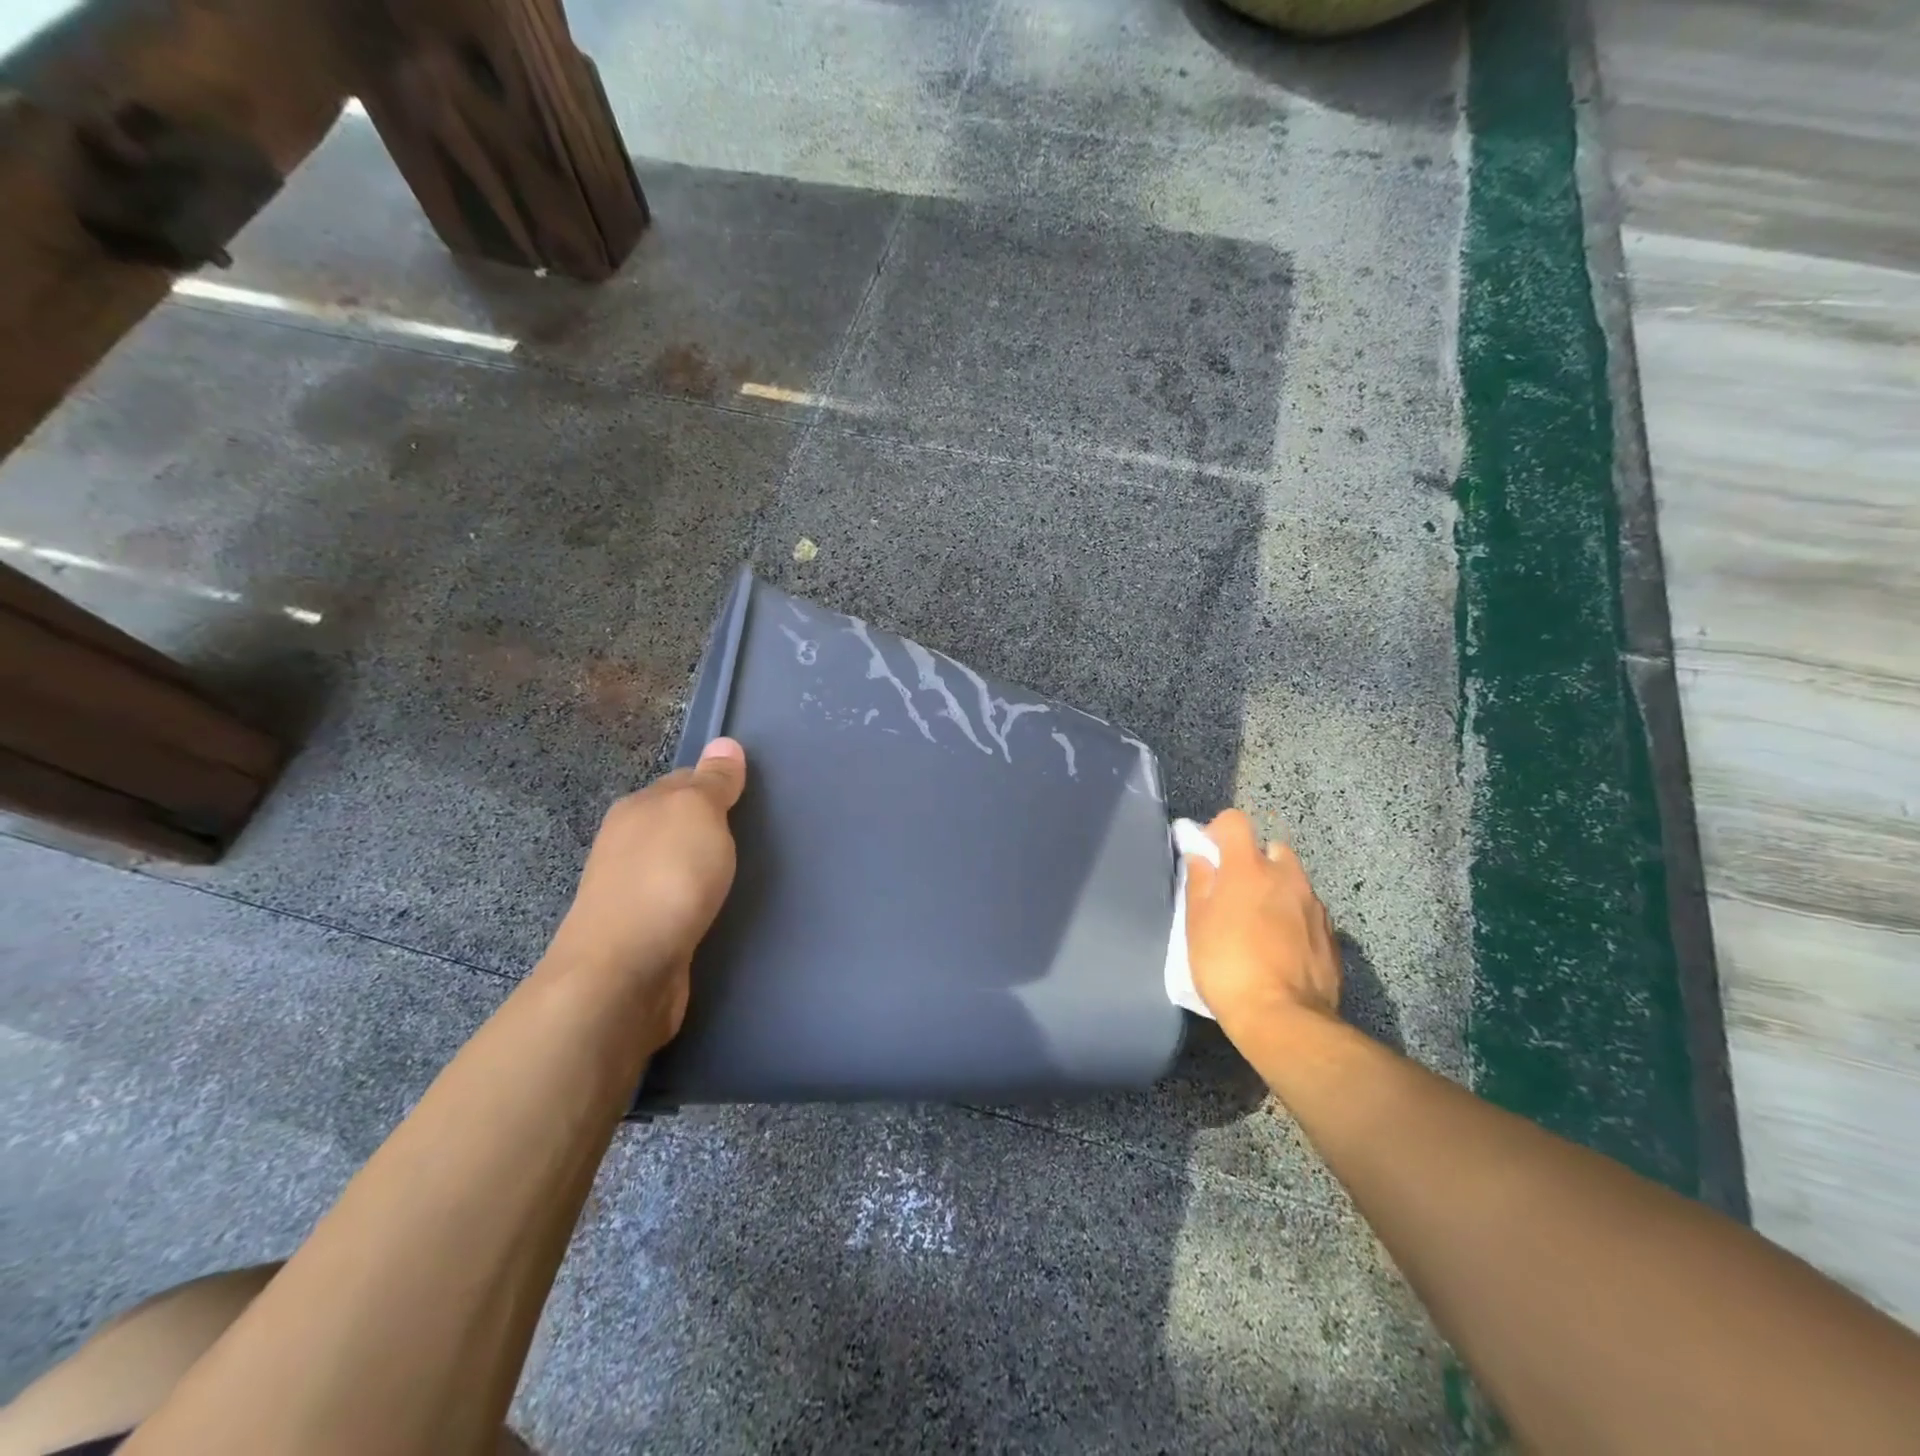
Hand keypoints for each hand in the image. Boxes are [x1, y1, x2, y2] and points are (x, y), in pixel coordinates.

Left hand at [543, 738, 746, 1048]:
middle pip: (674, 821)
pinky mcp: (637, 931)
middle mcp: (625, 843)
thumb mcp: (698, 814)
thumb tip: (725, 743)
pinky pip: (671, 899)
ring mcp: (626, 889)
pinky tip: (707, 907)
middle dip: (706, 824)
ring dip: (697, 864)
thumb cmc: (667, 879)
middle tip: (750, 833)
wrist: (623, 973)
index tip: (748, 795)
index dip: (715, 783)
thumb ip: (714, 781)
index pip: (683, 780)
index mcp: (637, 807)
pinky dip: (690, 898)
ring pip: (671, 862)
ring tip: (734, 872)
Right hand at [1184, 809, 1341, 1037]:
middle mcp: (1287, 876)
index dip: (1219, 831)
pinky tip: (1281, 948)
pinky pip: (1308, 911)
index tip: (1209, 854)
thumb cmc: (1227, 965)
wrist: (1283, 1018)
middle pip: (1271, 849)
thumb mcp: (1196, 924)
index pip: (1236, 821)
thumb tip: (1201, 858)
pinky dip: (1294, 918)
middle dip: (1254, 862)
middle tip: (1236, 893)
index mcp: (1249, 868)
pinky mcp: (1331, 935)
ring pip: (1294, 881)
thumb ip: (1199, 883)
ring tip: (1260, 925)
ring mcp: (1314, 905)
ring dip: (1276, 890)